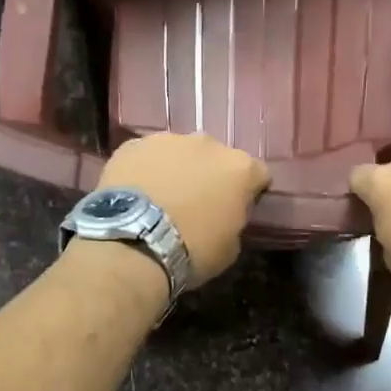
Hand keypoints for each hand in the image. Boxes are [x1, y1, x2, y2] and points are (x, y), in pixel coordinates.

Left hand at [99, 133, 270, 283]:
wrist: (132, 243)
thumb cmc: (191, 251)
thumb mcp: (230, 248)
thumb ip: (234, 220)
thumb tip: (225, 215)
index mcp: (240, 168)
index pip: (258, 174)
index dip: (249, 192)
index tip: (237, 209)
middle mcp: (208, 144)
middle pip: (216, 157)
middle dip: (210, 175)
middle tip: (196, 203)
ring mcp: (168, 140)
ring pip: (179, 152)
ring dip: (177, 168)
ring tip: (161, 197)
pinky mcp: (132, 145)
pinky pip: (146, 156)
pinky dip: (145, 169)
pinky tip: (135, 193)